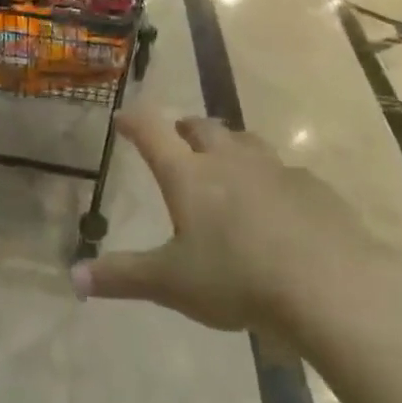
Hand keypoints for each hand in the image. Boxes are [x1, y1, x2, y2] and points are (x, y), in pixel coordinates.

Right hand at [72, 110, 388, 333]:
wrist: (327, 284)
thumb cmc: (236, 278)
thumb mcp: (171, 283)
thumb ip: (122, 277)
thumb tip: (73, 277)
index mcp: (188, 174)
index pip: (152, 132)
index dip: (134, 121)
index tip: (123, 118)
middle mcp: (228, 159)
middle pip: (201, 127)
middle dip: (184, 128)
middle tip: (176, 137)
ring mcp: (274, 168)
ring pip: (245, 141)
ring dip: (229, 145)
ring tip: (225, 161)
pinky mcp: (312, 187)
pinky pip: (284, 172)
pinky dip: (270, 178)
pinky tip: (277, 202)